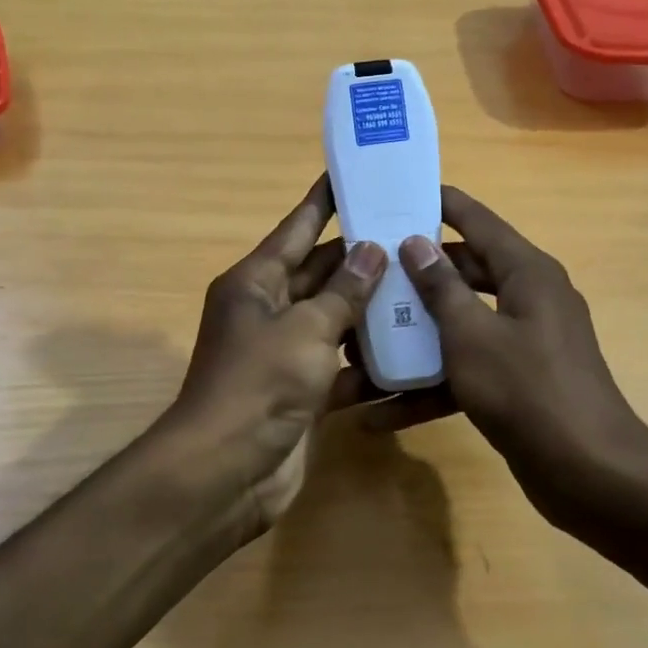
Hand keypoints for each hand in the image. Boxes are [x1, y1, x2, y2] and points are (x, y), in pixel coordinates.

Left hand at [172, 175, 385, 529]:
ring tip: (422, 285)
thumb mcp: (306, 329)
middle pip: (320, 273)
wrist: (225, 473)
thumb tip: (372, 250)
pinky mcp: (301, 391)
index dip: (323, 201)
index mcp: (256, 283)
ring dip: (371, 309)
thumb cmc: (259, 385)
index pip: (296, 229)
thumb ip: (344, 291)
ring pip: (334, 319)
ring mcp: (284, 353)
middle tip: (412, 235)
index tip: (353, 175)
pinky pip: (340, 365)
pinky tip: (410, 351)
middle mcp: (268, 311)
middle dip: (362, 257)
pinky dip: (368, 362)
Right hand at [358, 187, 647, 519]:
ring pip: (459, 326)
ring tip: (361, 342)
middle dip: (415, 277)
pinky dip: (430, 387)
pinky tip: (382, 412)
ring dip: (414, 339)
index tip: (399, 193)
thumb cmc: (527, 390)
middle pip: (463, 273)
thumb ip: (441, 287)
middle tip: (367, 269)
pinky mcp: (516, 383)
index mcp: (527, 272)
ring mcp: (523, 343)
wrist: (589, 474)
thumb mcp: (472, 335)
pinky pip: (465, 371)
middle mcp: (528, 298)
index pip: (477, 221)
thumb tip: (417, 243)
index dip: (440, 203)